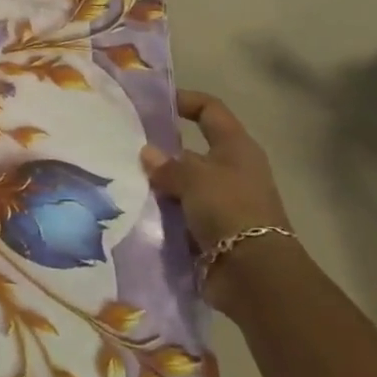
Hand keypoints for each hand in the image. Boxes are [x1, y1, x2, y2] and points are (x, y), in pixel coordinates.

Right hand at [140, 91, 293, 303]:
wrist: (255, 275)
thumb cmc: (230, 210)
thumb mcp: (194, 178)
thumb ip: (168, 165)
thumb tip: (147, 154)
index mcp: (236, 148)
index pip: (210, 110)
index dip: (184, 101)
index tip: (152, 103)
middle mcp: (231, 171)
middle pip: (191, 150)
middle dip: (160, 150)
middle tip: (124, 146)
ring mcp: (221, 203)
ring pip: (182, 184)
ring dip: (159, 184)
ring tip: (121, 178)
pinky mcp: (211, 231)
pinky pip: (180, 213)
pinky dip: (162, 212)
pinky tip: (134, 208)